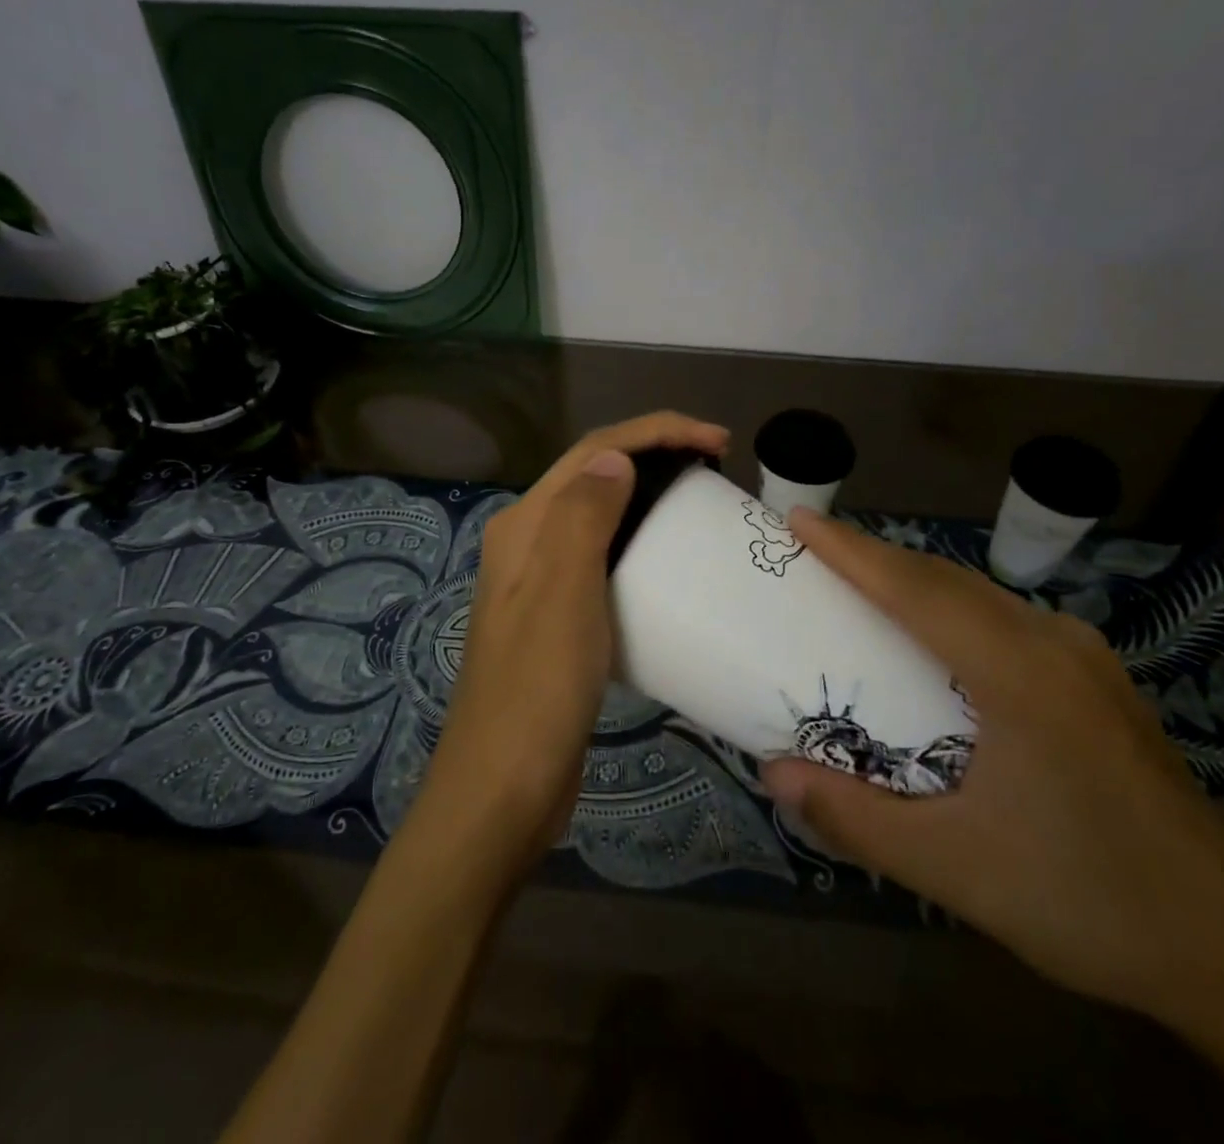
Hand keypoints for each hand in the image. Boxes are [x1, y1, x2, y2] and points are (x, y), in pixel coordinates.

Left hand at [420, 411, 728, 874]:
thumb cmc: (538, 688)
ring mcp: (540, 583)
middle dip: (655, 454)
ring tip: (699, 501)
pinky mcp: (559, 619)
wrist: (504, 790)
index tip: (719, 441)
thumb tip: (615, 455)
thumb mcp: (563, 591)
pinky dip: (640, 543)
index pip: (594, 452)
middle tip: (717, 466)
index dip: (657, 432)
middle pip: (595, 475)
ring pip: (601, 516)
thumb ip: (584, 514)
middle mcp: (527, 543)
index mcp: (524, 525)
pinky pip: (604, 560)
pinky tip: (668, 561)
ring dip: (648, 495)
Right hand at [759, 510, 1223, 1025]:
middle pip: (948, 579)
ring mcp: (1087, 660)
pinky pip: (1009, 620)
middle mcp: (1056, 645)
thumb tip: (773, 775)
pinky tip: (937, 640)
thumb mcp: (955, 869)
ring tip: (861, 586)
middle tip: (814, 552)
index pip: (917, 590)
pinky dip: (954, 608)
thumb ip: (855, 820)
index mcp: (1021, 673)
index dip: (851, 551)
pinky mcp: (1101, 684)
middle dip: (876, 556)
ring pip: (982, 595)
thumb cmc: (1088, 902)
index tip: (798, 519)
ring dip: (916, 581)